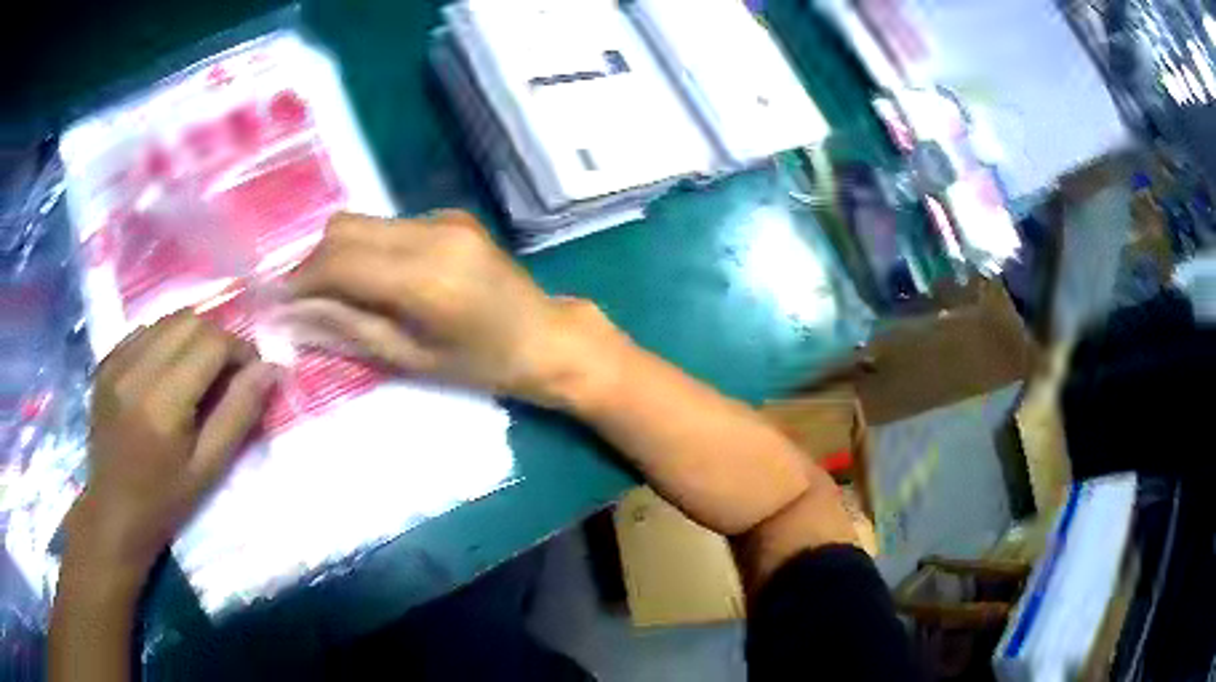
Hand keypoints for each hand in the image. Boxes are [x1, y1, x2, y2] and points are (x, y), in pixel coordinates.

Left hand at [66, 312, 276, 582]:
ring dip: (191, 338)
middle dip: (217, 340)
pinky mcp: (106, 361)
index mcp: (162, 402)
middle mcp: (135, 369)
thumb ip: (239, 414)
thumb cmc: (165, 501)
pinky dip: (165, 343)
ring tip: (195, 375)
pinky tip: (165, 375)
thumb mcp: (209, 469)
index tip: (251, 375)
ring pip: (167, 320)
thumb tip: (270, 369)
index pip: (211, 342)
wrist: (112, 512)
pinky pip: (145, 331)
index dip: (239, 351)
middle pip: (189, 320)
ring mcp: (115, 361)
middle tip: (225, 375)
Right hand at [283, 211, 621, 407]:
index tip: (278, 302)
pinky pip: (389, 225)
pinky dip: (367, 248)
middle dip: (312, 262)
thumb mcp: (411, 359)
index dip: (300, 280)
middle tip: (302, 300)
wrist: (545, 335)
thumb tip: (296, 315)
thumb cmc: (482, 364)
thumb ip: (349, 329)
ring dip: (337, 253)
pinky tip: (374, 279)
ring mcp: (443, 218)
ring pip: (363, 222)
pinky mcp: (451, 216)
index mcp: (423, 278)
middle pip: (343, 229)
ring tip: (333, 292)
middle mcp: (430, 234)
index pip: (338, 262)